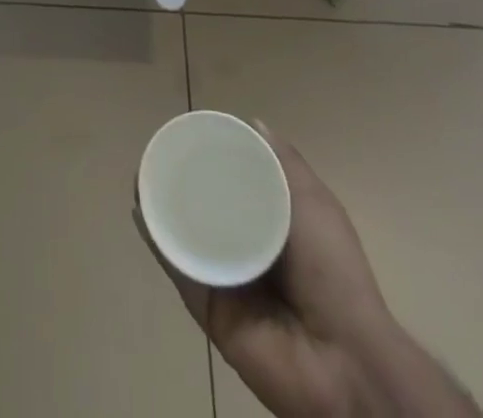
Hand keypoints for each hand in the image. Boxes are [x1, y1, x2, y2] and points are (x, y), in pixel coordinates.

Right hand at [137, 123, 478, 417]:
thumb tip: (253, 122)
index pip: (236, 184)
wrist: (341, 361)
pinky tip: (142, 212)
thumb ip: (285, 164)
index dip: (213, 158)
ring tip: (141, 175)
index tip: (189, 132)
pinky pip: (178, 267)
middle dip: (179, 179)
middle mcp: (245, 247)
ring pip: (184, 234)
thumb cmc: (334, 272)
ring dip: (161, 205)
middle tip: (157, 151)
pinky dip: (158, 240)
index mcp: (273, 224)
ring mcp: (223, 278)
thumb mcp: (314, 203)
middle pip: (205, 206)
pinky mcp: (205, 306)